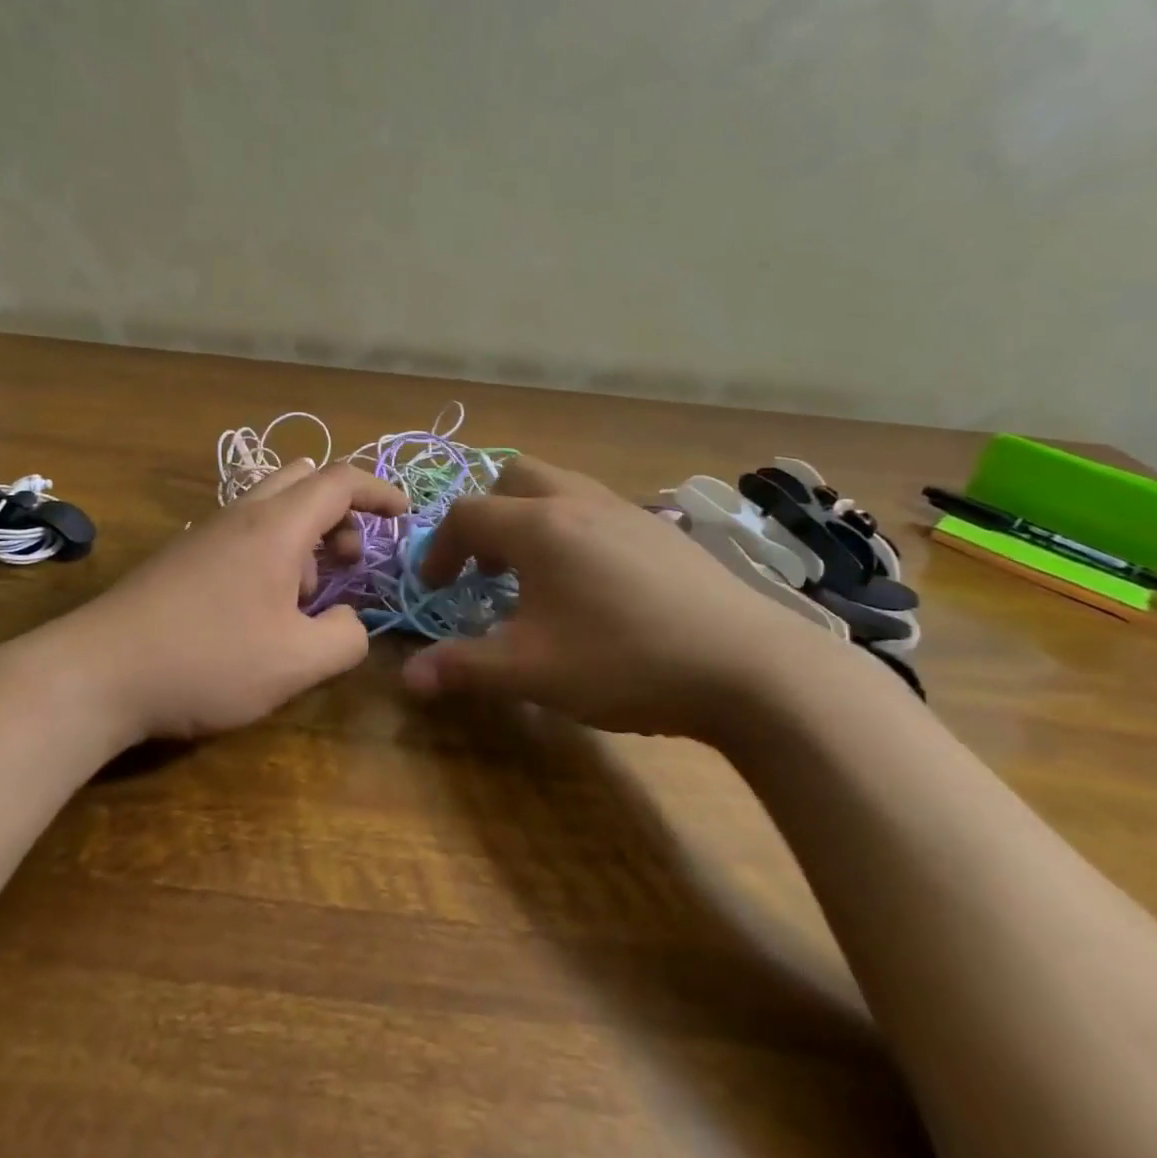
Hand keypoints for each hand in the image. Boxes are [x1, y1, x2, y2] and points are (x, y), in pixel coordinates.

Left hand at [53, 460, 408, 742]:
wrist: (96, 673)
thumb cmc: (207, 660)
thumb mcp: (295, 663)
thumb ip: (346, 640)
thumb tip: (352, 623)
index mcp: (277, 526)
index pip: (340, 480)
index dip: (381, 490)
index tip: (406, 514)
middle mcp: (242, 515)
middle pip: (305, 481)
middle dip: (342, 512)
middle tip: (351, 560)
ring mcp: (207, 533)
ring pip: (273, 508)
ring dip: (305, 538)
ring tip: (304, 599)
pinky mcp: (183, 557)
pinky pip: (245, 533)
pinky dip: (272, 553)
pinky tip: (260, 610)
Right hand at [401, 456, 845, 737]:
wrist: (747, 666)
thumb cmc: (623, 661)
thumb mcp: (532, 671)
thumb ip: (464, 668)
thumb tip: (409, 679)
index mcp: (538, 526)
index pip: (467, 515)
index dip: (441, 549)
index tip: (440, 589)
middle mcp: (578, 502)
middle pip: (514, 477)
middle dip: (488, 516)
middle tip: (489, 567)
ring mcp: (626, 510)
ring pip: (561, 488)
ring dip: (532, 520)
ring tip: (539, 576)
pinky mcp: (662, 530)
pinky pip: (598, 509)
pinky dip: (574, 531)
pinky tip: (595, 587)